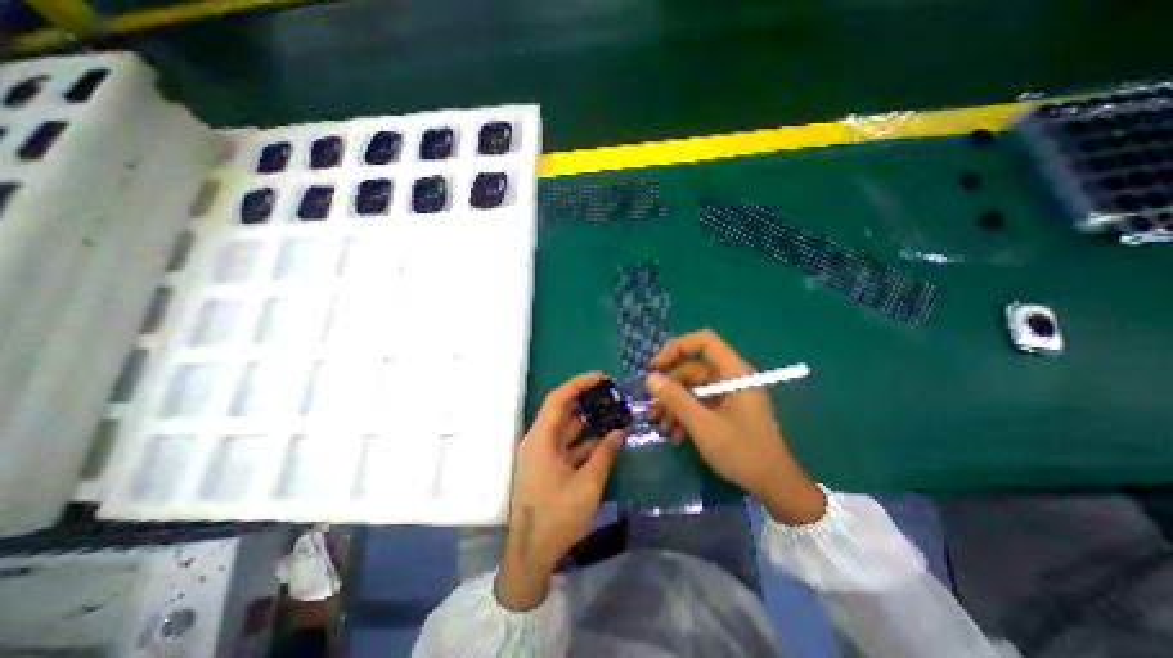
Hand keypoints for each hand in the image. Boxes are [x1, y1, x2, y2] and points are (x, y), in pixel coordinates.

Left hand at [494, 373, 621, 609]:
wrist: (531, 556)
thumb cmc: (557, 517)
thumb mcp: (587, 485)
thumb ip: (604, 454)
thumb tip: (618, 432)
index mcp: (540, 439)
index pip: (558, 399)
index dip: (579, 384)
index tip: (601, 377)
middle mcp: (538, 441)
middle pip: (563, 412)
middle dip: (587, 403)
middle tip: (613, 396)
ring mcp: (542, 455)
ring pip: (567, 430)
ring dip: (589, 423)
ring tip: (614, 414)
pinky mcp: (547, 468)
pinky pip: (567, 447)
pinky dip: (585, 442)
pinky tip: (605, 440)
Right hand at [650, 332, 823, 525]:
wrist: (775, 487)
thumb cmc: (742, 452)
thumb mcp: (703, 425)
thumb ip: (676, 399)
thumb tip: (650, 378)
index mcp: (734, 373)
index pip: (704, 341)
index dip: (676, 347)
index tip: (655, 367)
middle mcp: (731, 378)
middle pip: (693, 368)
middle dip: (669, 387)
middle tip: (651, 406)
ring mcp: (730, 395)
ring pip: (693, 389)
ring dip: (674, 404)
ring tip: (658, 425)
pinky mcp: (727, 411)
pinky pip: (701, 404)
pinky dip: (685, 415)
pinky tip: (675, 435)